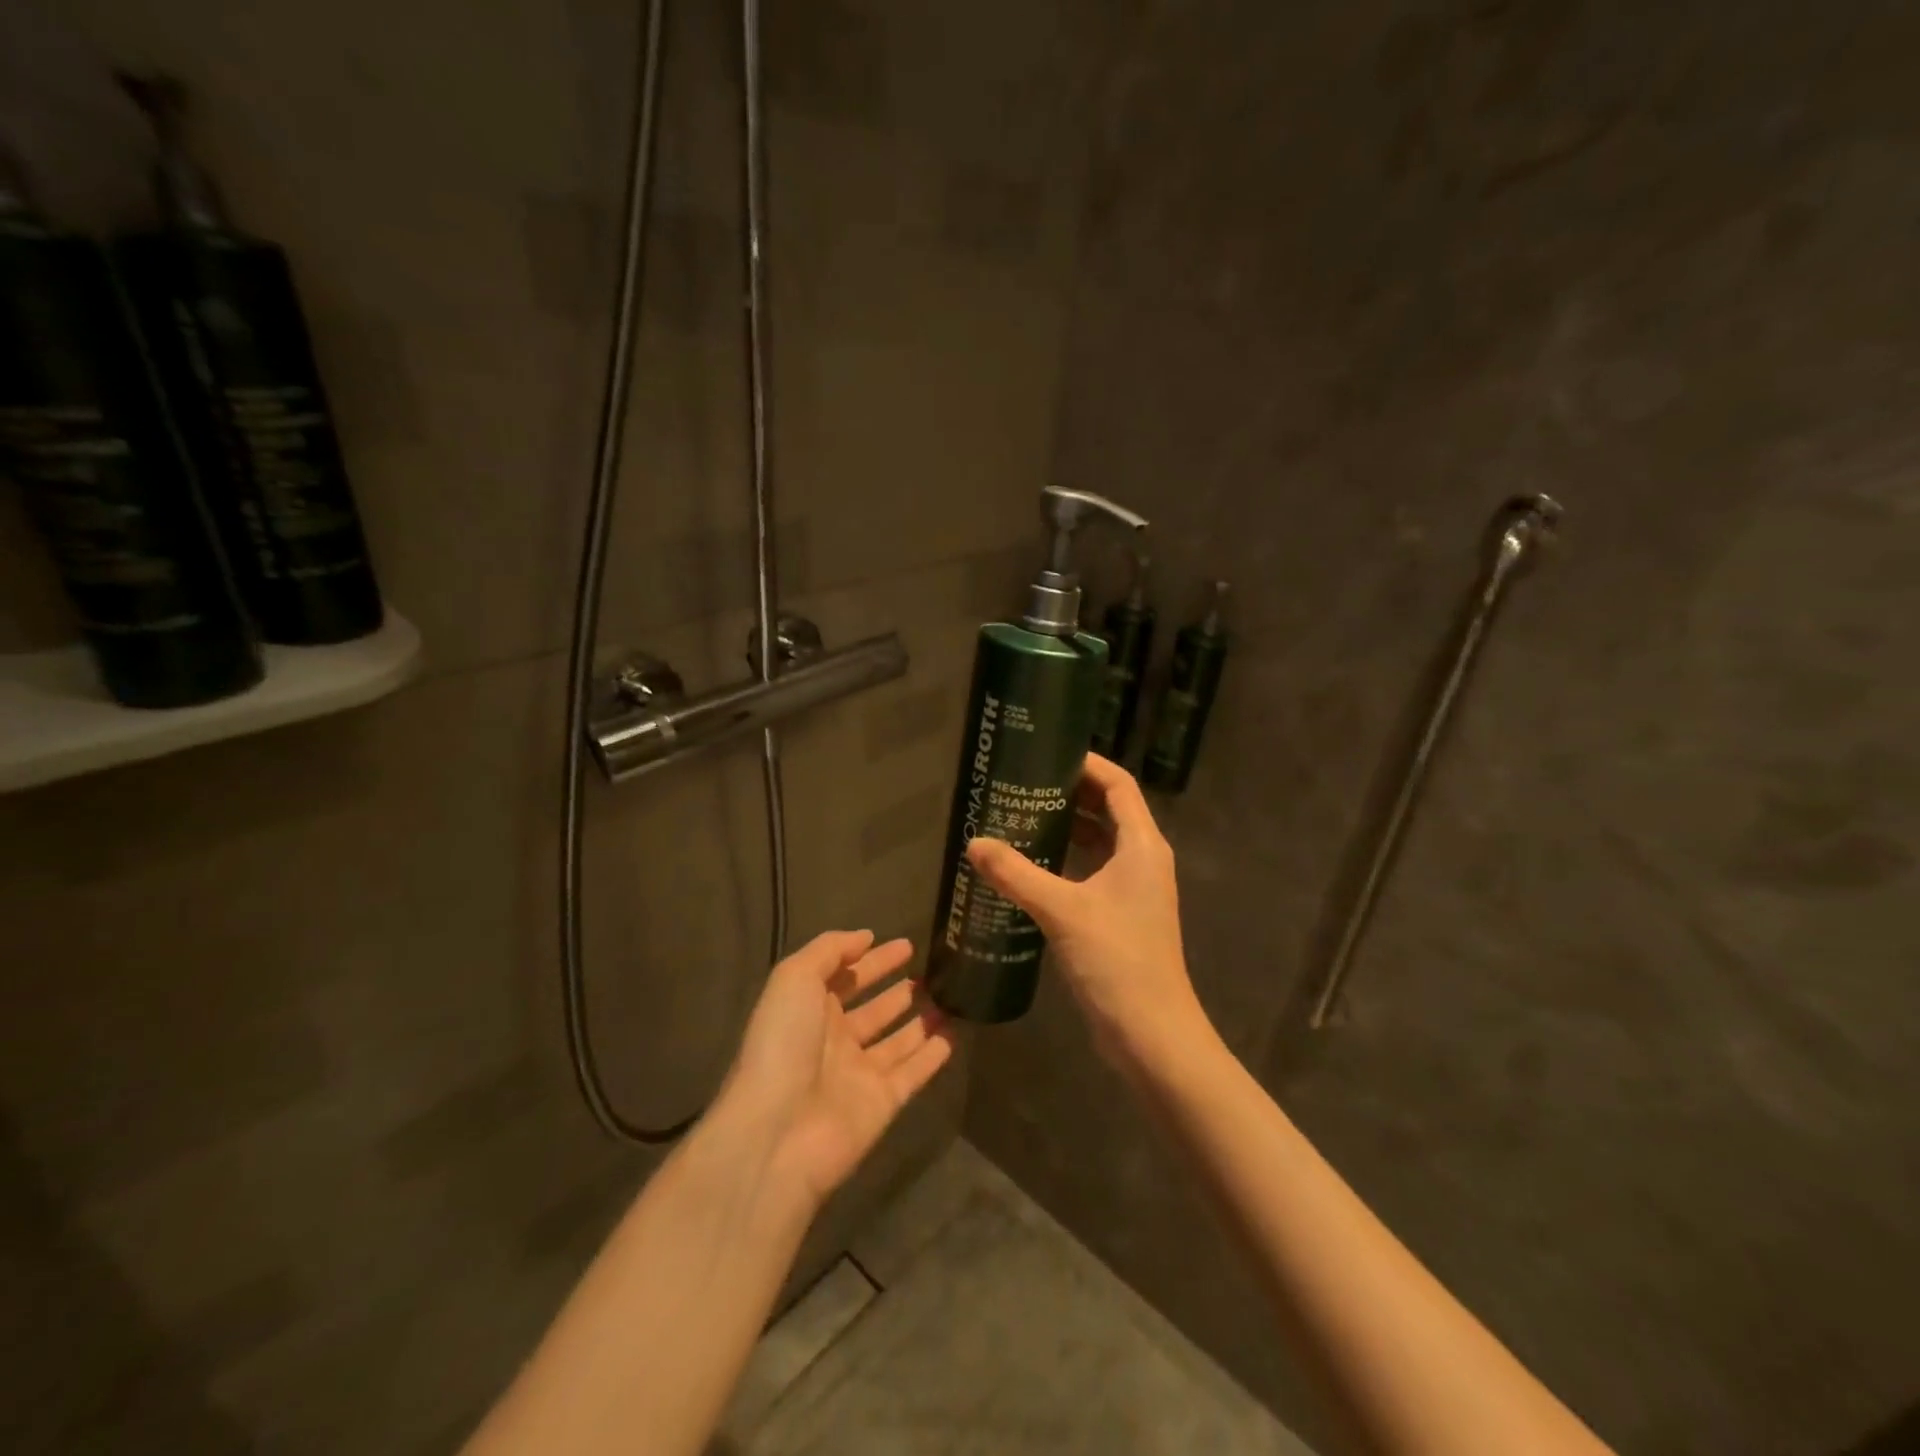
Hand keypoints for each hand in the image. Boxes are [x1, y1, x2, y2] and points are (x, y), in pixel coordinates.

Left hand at [722, 930, 954, 1206]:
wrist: (778, 1131)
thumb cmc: (783, 1043)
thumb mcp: (795, 978)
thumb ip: (829, 950)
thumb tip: (865, 937)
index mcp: (809, 1010)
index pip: (846, 977)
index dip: (873, 960)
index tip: (906, 945)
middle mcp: (834, 1040)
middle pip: (873, 1009)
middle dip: (898, 990)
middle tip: (932, 971)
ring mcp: (859, 1073)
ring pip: (898, 1041)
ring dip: (921, 1021)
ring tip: (950, 998)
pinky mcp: (883, 1103)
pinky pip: (914, 1073)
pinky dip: (933, 1056)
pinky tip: (954, 1035)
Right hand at [967, 754, 1210, 1068]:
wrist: (1151, 1033)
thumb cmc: (1116, 960)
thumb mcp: (1062, 911)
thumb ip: (1016, 874)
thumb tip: (973, 843)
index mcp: (1141, 845)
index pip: (1118, 784)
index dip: (1088, 763)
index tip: (1048, 754)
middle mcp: (1143, 859)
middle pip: (1109, 809)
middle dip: (1071, 793)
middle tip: (1024, 784)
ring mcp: (1134, 890)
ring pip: (1100, 843)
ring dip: (1068, 828)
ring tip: (1021, 817)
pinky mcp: (1121, 915)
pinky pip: (1093, 872)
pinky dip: (1067, 861)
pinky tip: (1031, 867)